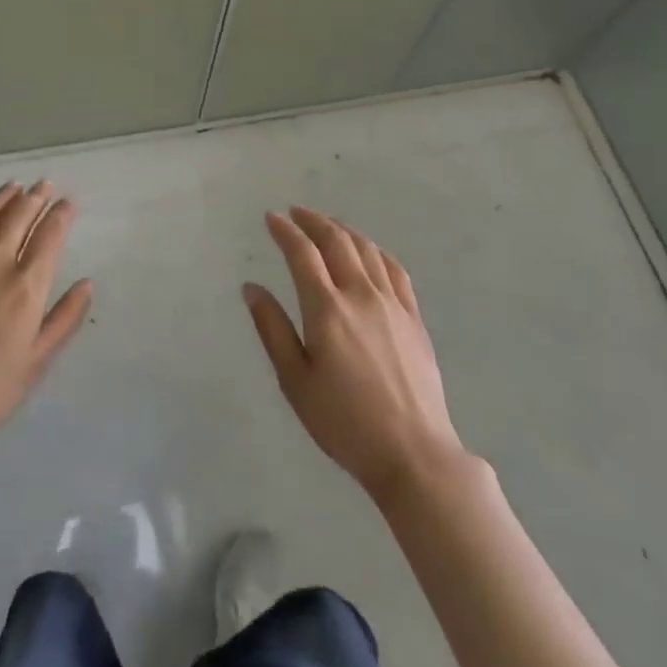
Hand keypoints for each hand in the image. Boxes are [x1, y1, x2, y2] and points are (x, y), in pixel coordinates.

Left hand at [0, 181, 90, 448]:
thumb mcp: (38, 359)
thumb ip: (65, 318)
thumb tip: (86, 284)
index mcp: (26, 285)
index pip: (50, 235)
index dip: (61, 214)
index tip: (68, 202)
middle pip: (18, 217)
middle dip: (35, 197)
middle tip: (44, 184)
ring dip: (1, 198)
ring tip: (13, 186)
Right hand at [245, 207, 465, 504]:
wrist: (413, 453)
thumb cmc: (344, 422)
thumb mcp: (295, 381)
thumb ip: (272, 329)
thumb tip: (252, 288)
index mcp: (327, 309)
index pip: (302, 254)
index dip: (285, 231)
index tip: (271, 218)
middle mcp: (361, 295)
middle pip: (336, 241)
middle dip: (313, 221)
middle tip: (295, 212)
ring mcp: (392, 304)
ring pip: (367, 249)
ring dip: (343, 230)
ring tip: (327, 225)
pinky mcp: (414, 318)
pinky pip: (395, 270)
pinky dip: (376, 251)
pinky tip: (369, 252)